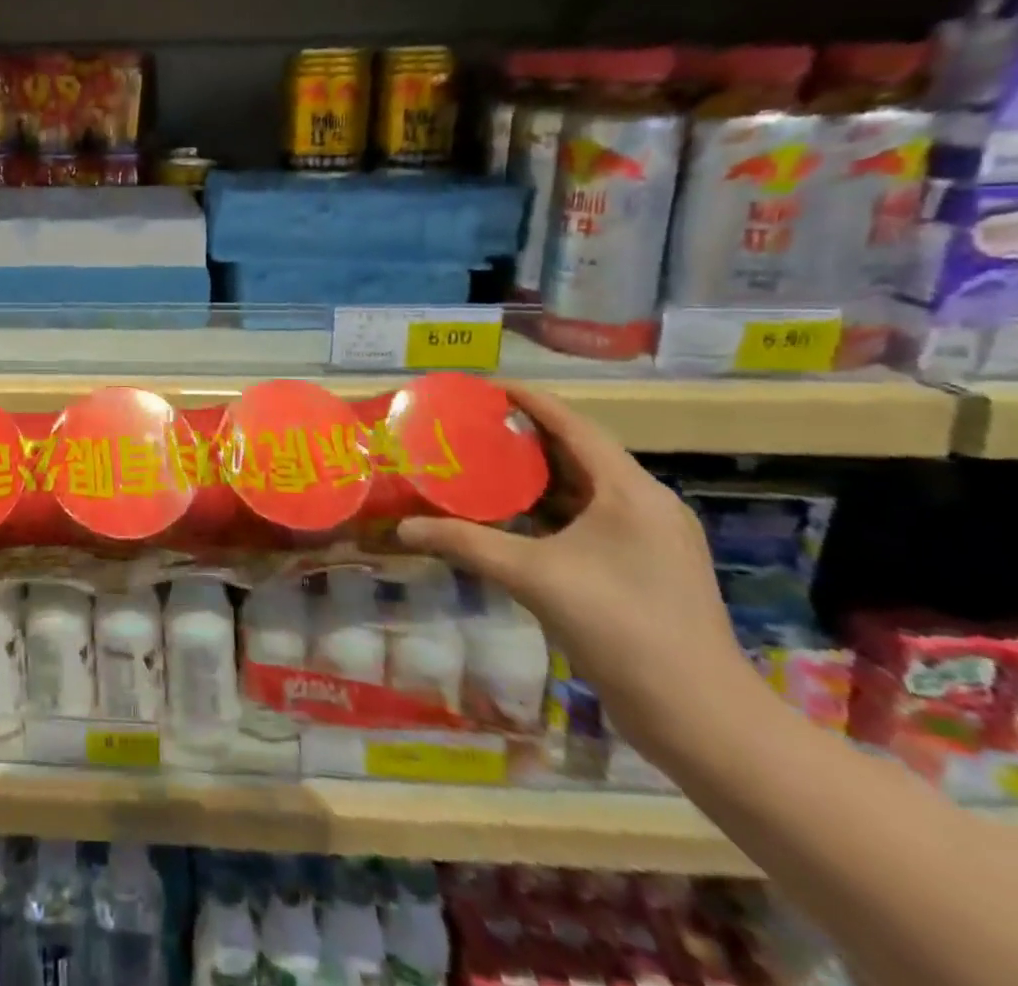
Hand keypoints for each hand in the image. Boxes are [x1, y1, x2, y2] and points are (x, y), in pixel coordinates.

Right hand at [397, 384, 748, 749]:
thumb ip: (465, 543)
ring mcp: (653, 538)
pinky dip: (553, 508)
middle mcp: (647, 504)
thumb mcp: (532, 576)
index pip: (573, 424)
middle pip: (580, 452)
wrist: (701, 718)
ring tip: (484, 463)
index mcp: (630, 491)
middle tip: (472, 426)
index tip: (483, 387)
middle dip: (526, 436)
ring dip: (538, 475)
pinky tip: (516, 517)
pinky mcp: (650, 567)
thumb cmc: (620, 627)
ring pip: (586, 488)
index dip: (528, 400)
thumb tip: (403, 529)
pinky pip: (593, 518)